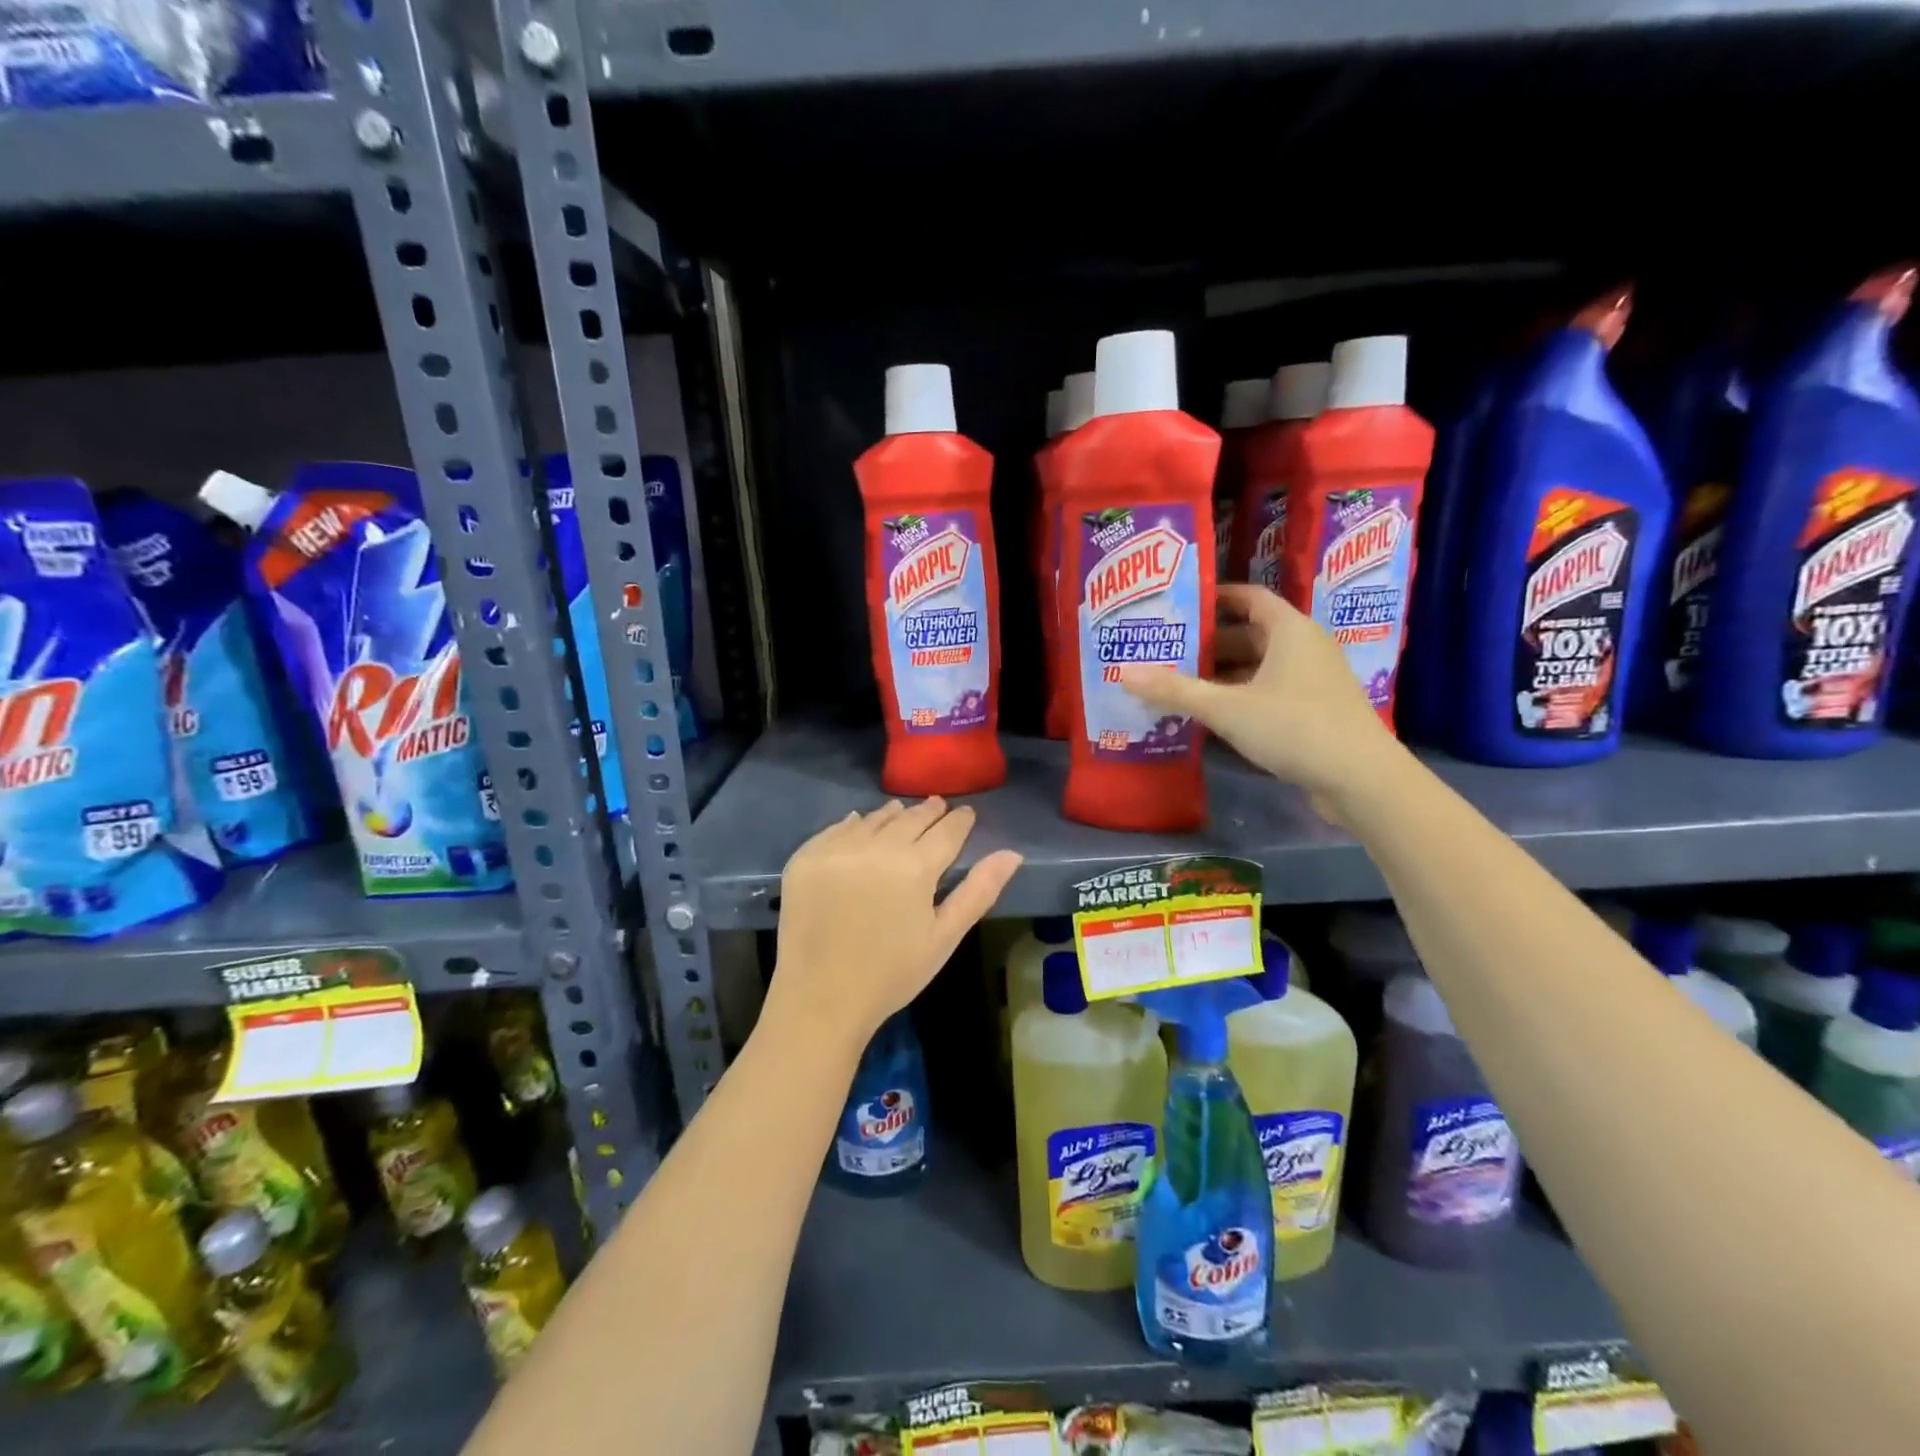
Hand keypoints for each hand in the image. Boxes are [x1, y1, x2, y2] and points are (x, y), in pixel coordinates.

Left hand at [764, 798, 1022, 1054]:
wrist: (820, 999)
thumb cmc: (892, 974)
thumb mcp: (944, 937)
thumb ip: (979, 891)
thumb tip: (1012, 854)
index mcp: (916, 866)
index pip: (947, 830)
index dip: (960, 820)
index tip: (966, 813)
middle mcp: (877, 846)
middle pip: (910, 818)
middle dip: (928, 812)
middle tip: (938, 806)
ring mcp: (837, 849)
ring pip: (874, 819)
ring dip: (892, 815)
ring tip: (902, 813)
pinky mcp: (806, 857)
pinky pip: (836, 829)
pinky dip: (854, 824)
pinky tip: (860, 824)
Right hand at [1120, 584, 1394, 810]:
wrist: (1361, 779)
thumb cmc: (1294, 726)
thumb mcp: (1226, 708)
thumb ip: (1175, 690)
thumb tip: (1122, 673)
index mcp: (1289, 630)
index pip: (1248, 597)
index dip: (1214, 598)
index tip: (1177, 606)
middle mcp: (1304, 647)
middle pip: (1250, 633)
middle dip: (1208, 643)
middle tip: (1165, 650)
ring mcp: (1313, 681)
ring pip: (1259, 667)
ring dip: (1222, 674)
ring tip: (1178, 683)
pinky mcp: (1315, 711)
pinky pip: (1269, 692)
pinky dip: (1240, 697)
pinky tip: (1210, 715)